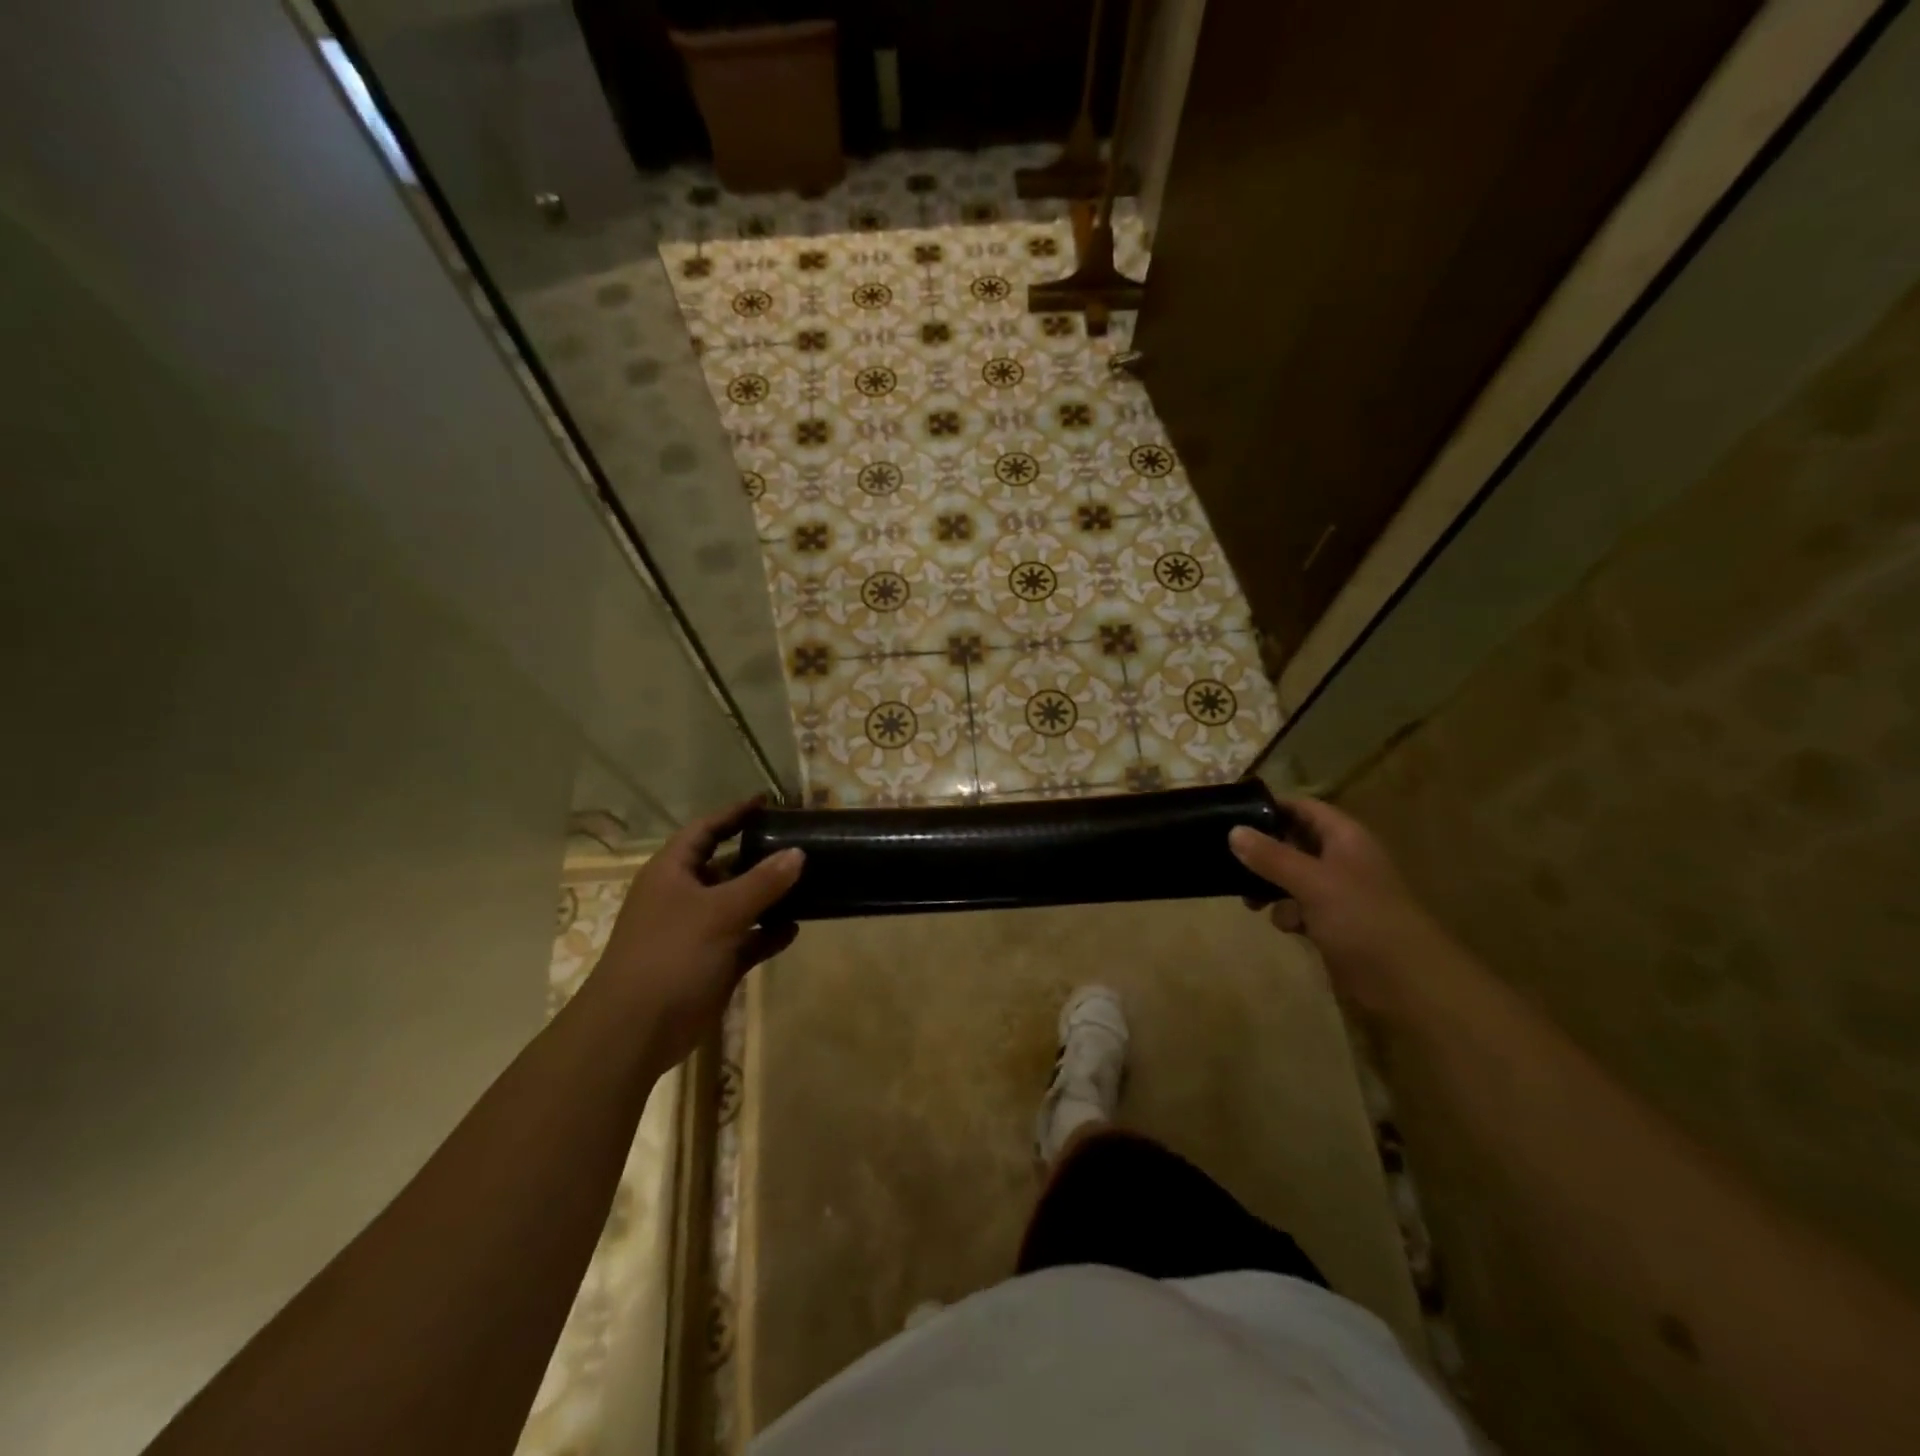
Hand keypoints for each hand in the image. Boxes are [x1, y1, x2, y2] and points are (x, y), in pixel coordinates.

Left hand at [593, 799, 804, 1065]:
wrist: (634, 1031)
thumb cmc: (671, 955)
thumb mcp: (720, 912)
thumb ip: (762, 881)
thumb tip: (798, 853)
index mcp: (672, 872)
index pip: (705, 830)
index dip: (735, 813)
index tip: (768, 802)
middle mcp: (683, 896)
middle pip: (726, 866)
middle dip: (760, 856)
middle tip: (799, 845)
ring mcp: (697, 932)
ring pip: (739, 904)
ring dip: (768, 897)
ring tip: (808, 884)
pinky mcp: (711, 963)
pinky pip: (745, 940)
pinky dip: (767, 934)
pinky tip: (794, 930)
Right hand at [1229, 798, 1437, 1012]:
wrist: (1406, 981)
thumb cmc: (1361, 919)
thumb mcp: (1312, 882)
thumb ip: (1271, 856)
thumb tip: (1233, 831)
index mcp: (1345, 837)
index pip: (1303, 807)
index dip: (1272, 807)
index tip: (1233, 814)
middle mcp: (1342, 858)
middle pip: (1294, 841)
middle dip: (1264, 852)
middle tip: (1229, 860)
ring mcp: (1339, 891)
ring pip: (1292, 876)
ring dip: (1270, 886)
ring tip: (1250, 901)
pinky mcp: (1334, 921)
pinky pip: (1300, 906)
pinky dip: (1288, 913)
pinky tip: (1287, 927)